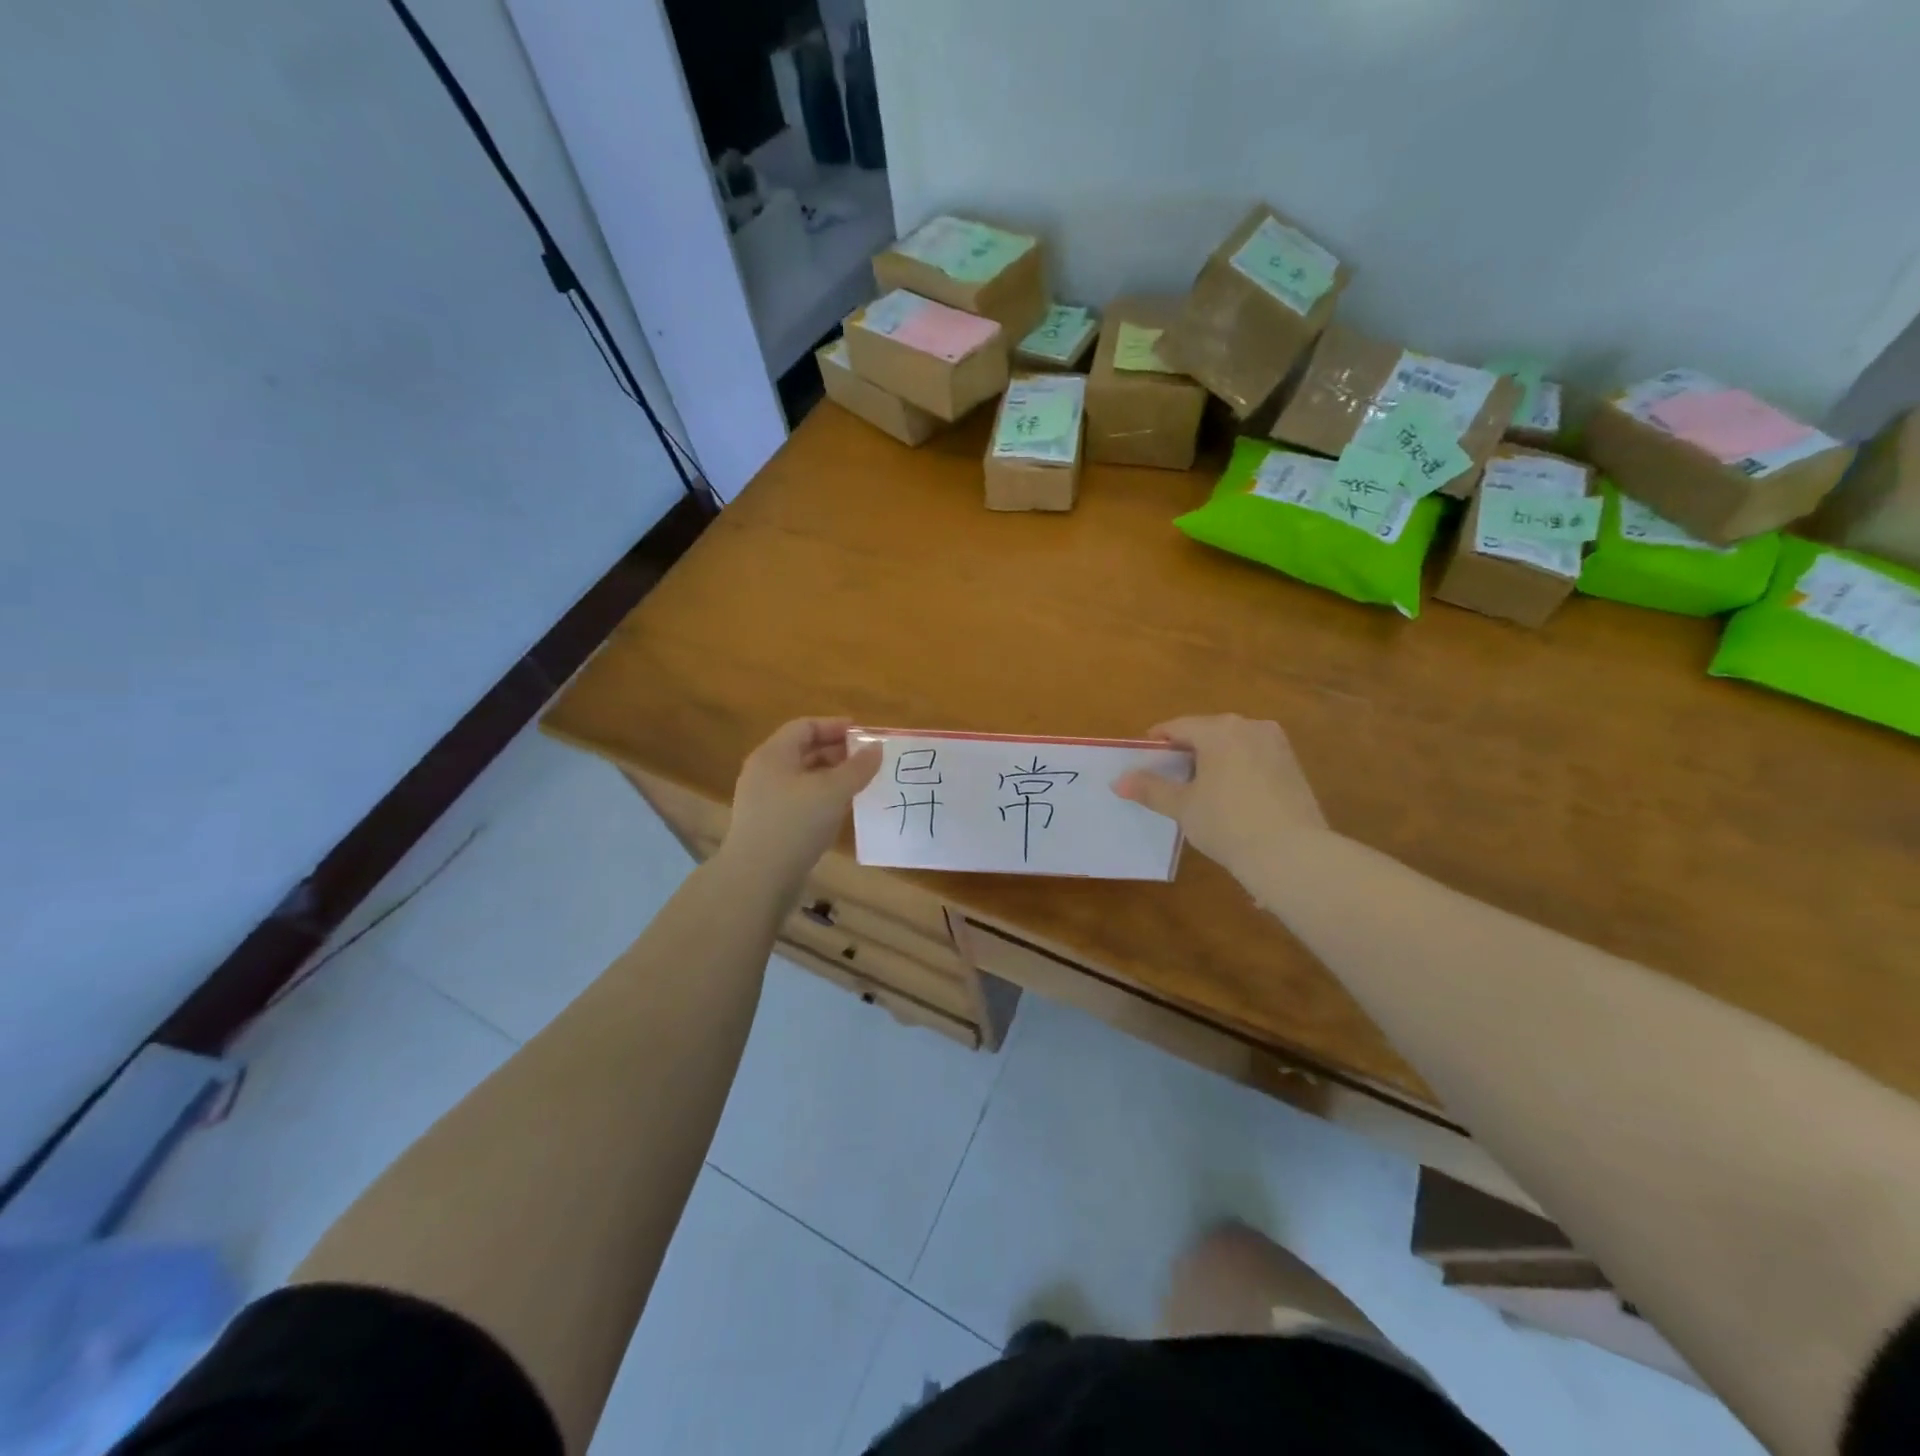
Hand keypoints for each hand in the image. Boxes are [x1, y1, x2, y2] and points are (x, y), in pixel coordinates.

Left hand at [719, 718, 880, 882]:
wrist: (758, 878)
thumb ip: (858, 767)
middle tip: (867, 761)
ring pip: (802, 778)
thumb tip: (877, 747)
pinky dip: (822, 798)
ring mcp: (763, 800)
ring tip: (860, 785)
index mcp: (773, 755)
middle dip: (836, 753)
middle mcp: (764, 772)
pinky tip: (841, 811)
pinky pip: (799, 800)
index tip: (864, 735)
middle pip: (803, 751)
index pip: (805, 727)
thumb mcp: (833, 791)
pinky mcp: (768, 825)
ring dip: (831, 777)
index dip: (835, 726)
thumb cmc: (795, 824)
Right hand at [1111, 715, 1327, 881]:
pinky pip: (1254, 759)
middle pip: (1207, 732)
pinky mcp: (1293, 766)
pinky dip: (1237, 770)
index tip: (1142, 761)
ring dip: (1213, 760)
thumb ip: (1150, 788)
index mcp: (1219, 729)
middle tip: (1168, 778)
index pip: (1177, 727)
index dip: (1156, 743)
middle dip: (1186, 751)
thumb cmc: (1227, 823)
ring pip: (1232, 745)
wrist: (1291, 853)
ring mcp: (1276, 744)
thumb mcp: (1182, 807)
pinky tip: (1230, 798)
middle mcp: (1250, 726)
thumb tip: (1118, 781)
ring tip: (1198, 790)